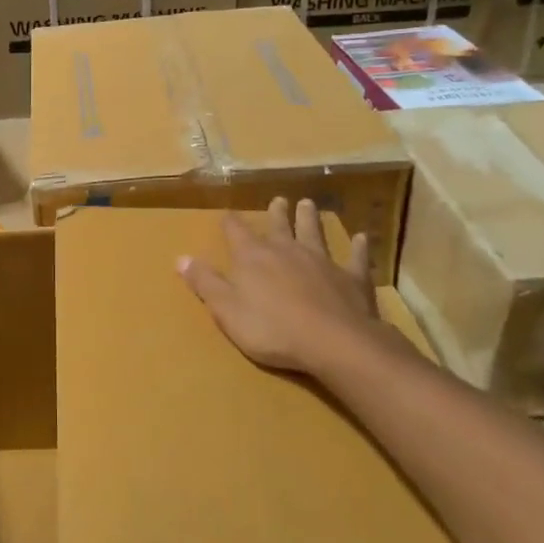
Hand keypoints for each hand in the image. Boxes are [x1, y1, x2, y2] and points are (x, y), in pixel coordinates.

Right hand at [178, 198, 392, 385]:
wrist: (333, 342)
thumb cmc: (272, 329)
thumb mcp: (226, 309)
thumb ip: (205, 283)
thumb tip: (181, 258)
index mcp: (253, 257)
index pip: (237, 232)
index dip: (230, 222)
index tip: (227, 213)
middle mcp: (287, 250)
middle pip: (280, 226)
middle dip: (277, 213)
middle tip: (278, 200)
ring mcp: (322, 261)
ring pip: (314, 233)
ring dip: (311, 219)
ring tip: (309, 204)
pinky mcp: (351, 278)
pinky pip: (355, 258)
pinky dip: (358, 247)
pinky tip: (362, 238)